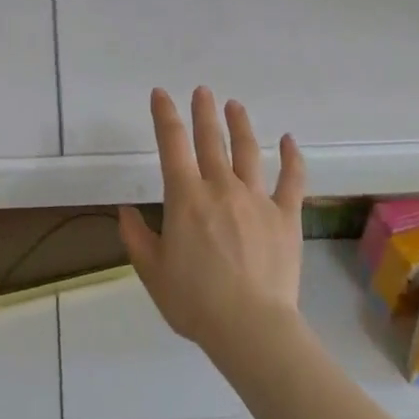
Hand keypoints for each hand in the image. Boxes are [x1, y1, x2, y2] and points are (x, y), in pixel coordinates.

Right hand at [118, 87, 305, 362]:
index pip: (172, 144)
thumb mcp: (152, 272)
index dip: (165, 115)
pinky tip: (289, 141)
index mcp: (186, 198)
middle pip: (210, 139)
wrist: (251, 327)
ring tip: (234, 105)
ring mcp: (257, 199)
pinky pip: (291, 180)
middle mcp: (221, 188)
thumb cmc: (195, 302)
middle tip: (202, 90)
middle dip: (204, 111)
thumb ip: (137, 237)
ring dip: (240, 124)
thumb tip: (126, 211)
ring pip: (248, 151)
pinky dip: (292, 158)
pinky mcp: (285, 216)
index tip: (161, 94)